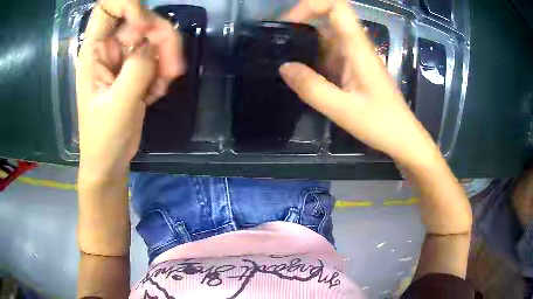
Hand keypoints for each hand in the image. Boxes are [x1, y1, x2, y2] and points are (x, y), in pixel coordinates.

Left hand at [76, 0, 183, 177]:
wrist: (109, 160)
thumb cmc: (104, 137)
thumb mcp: (118, 105)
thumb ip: (136, 69)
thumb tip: (155, 44)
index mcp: (94, 51)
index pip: (108, 8)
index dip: (129, 5)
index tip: (144, 27)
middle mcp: (108, 48)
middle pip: (141, 20)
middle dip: (161, 39)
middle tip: (172, 69)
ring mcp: (123, 57)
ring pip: (154, 37)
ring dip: (166, 59)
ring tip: (161, 88)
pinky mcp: (135, 68)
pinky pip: (158, 55)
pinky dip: (163, 72)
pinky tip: (155, 94)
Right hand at [280, 0, 437, 165]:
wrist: (402, 138)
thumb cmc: (381, 123)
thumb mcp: (343, 109)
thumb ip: (312, 88)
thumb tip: (284, 67)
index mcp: (358, 47)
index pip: (336, 6)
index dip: (311, 5)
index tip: (289, 22)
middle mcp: (356, 46)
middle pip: (328, 17)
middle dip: (301, 22)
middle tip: (278, 41)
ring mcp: (355, 57)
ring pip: (326, 36)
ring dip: (304, 41)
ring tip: (282, 56)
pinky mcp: (353, 69)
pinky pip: (329, 54)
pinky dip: (312, 57)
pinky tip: (299, 72)